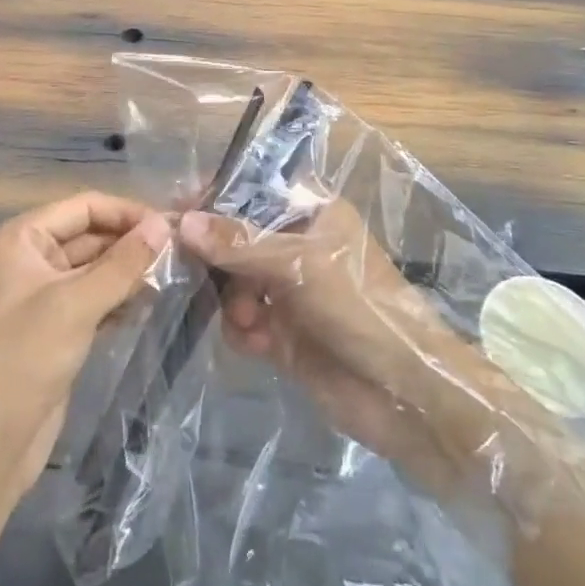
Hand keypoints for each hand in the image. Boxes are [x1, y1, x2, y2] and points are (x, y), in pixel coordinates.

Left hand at [0, 192, 170, 495]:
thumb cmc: (23, 359)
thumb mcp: (76, 304)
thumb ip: (123, 263)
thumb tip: (165, 224)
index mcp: (20, 238)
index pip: (83, 206)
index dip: (127, 212)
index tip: (172, 225)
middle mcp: (27, 259)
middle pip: (88, 235)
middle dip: (130, 243)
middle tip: (181, 252)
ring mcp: (39, 296)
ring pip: (93, 269)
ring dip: (128, 272)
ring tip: (173, 276)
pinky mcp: (52, 329)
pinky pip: (91, 300)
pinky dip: (118, 299)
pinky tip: (150, 304)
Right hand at [183, 201, 571, 506]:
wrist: (405, 394)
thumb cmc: (359, 307)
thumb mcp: (298, 265)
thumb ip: (238, 243)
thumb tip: (183, 220)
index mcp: (311, 213)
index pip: (253, 190)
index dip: (216, 197)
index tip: (179, 209)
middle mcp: (297, 245)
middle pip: (236, 237)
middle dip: (217, 257)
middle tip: (190, 269)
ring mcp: (289, 290)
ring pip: (233, 280)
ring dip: (232, 299)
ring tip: (247, 319)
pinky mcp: (283, 332)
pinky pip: (243, 320)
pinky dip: (243, 329)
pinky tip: (258, 343)